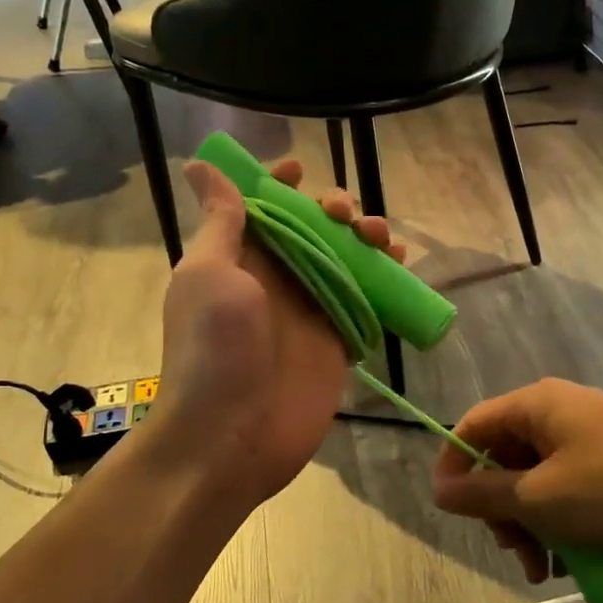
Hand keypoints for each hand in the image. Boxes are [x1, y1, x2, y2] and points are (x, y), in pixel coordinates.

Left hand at [152, 158, 402, 508]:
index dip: (280, 184)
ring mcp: (310, 309)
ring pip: (344, 259)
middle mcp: (276, 278)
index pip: (262, 208)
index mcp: (239, 258)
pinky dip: (384, 276)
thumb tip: (203, 166)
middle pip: (311, 228)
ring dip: (365, 237)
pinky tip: (399, 262)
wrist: (233, 436)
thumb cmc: (214, 349)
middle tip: (344, 217)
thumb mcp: (209, 275)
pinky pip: (366, 298)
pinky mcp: (338, 339)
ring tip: (380, 236)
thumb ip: (221, 222)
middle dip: (332, 208)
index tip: (300, 170)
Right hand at [432, 379, 602, 583]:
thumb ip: (482, 495)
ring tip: (546, 568)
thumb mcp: (540, 499)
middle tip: (516, 553)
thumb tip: (439, 489)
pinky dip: (562, 518)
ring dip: (532, 522)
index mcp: (535, 405)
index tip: (452, 512)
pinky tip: (574, 558)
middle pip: (505, 456)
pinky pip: (570, 483)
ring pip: (538, 477)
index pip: (472, 426)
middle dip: (501, 509)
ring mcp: (591, 432)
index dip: (453, 467)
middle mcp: (559, 410)